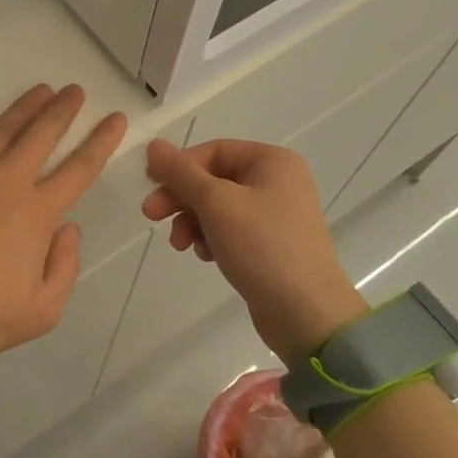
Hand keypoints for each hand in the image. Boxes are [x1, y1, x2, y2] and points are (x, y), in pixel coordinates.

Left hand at [0, 85, 126, 365]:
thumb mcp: (42, 311)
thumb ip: (65, 266)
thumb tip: (69, 228)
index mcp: (37, 213)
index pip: (79, 168)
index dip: (101, 141)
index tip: (115, 118)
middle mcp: (7, 181)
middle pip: (41, 135)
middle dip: (62, 110)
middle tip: (75, 90)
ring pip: (3, 128)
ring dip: (25, 106)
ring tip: (41, 89)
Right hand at [142, 137, 368, 366]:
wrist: (306, 313)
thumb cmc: (262, 246)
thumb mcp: (216, 203)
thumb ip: (181, 172)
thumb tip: (153, 145)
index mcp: (273, 161)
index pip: (213, 151)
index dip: (179, 167)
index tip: (151, 187)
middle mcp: (278, 181)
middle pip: (214, 179)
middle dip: (181, 198)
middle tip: (151, 216)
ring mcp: (276, 214)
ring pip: (218, 207)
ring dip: (192, 222)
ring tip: (180, 245)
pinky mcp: (271, 244)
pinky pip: (231, 230)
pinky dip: (211, 238)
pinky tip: (206, 256)